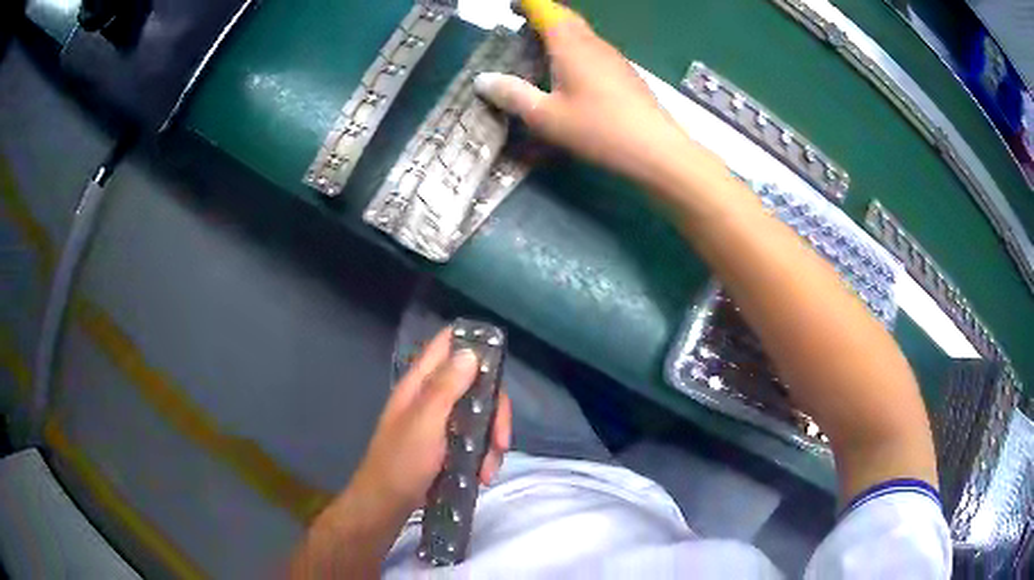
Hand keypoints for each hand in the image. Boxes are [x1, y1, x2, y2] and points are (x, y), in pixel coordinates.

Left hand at [347, 327, 511, 515]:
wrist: (385, 506)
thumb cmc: (401, 463)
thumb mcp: (425, 423)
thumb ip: (446, 387)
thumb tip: (470, 352)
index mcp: (420, 383)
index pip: (446, 344)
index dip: (473, 342)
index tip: (500, 362)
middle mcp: (431, 398)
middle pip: (475, 384)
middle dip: (495, 412)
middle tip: (502, 440)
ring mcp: (440, 423)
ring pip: (480, 416)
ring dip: (491, 442)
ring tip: (488, 470)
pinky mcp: (446, 447)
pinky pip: (475, 440)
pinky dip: (484, 456)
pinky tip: (483, 476)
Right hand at [474, 1, 692, 191]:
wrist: (656, 149)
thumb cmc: (598, 129)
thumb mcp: (546, 117)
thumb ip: (512, 95)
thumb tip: (482, 80)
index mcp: (570, 45)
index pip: (546, 10)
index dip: (527, 4)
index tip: (511, 6)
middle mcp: (593, 43)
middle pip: (565, 18)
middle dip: (541, 15)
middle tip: (520, 22)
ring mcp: (613, 58)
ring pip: (581, 34)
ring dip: (559, 32)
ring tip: (539, 47)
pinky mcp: (625, 74)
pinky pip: (593, 50)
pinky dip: (574, 49)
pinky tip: (569, 72)